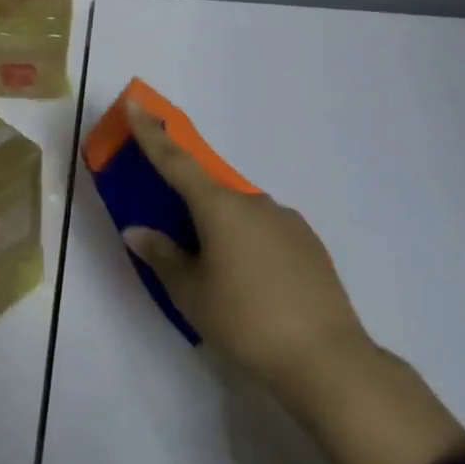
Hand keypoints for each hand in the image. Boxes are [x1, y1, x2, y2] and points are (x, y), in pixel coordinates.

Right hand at [122, 100, 370, 391]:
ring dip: (222, 229)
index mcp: (219, 207)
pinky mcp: (309, 243)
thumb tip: (138, 231)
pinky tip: (254, 283)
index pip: (176, 161)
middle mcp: (254, 202)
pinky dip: (249, 243)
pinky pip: (266, 230)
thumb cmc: (245, 321)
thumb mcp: (191, 293)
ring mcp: (286, 220)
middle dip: (189, 204)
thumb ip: (162, 256)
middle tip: (177, 235)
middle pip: (209, 191)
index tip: (136, 103)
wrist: (327, 360)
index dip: (151, 133)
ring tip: (220, 276)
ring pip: (240, 213)